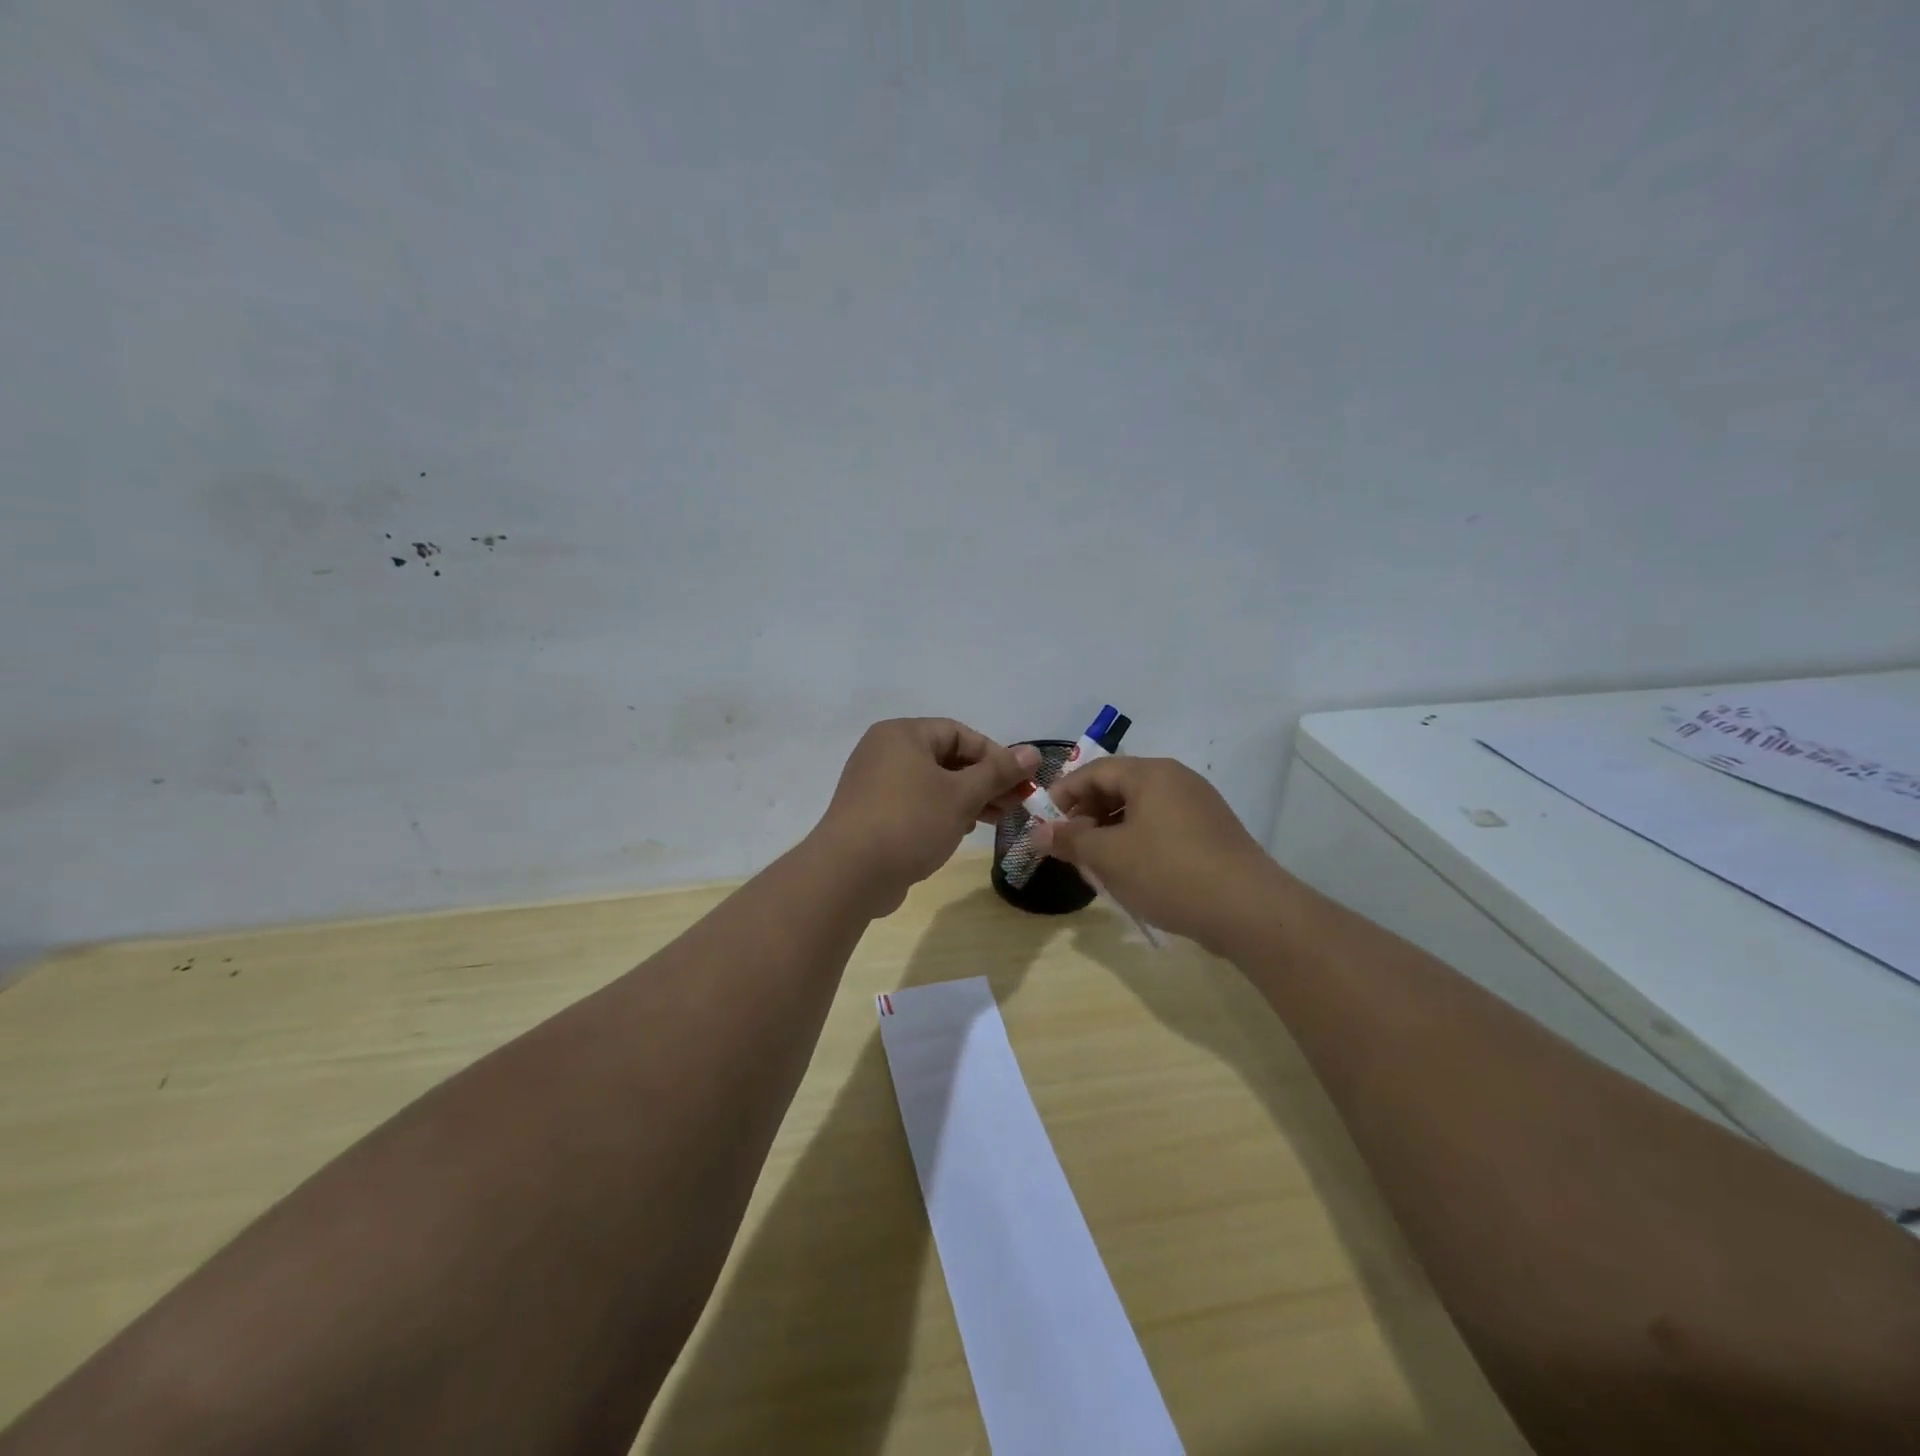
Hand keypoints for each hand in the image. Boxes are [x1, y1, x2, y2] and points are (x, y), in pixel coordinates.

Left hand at [813, 719, 1040, 916]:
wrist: (849, 874)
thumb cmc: (910, 822)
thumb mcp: (962, 795)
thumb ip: (998, 772)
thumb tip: (1033, 752)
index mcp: (903, 734)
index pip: (960, 733)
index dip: (995, 756)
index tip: (1020, 782)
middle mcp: (884, 751)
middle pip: (947, 758)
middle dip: (984, 781)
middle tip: (1015, 804)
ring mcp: (874, 784)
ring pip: (932, 783)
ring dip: (967, 799)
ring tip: (995, 820)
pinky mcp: (872, 814)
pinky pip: (915, 804)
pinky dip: (941, 813)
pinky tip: (961, 831)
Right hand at [1028, 756, 1279, 948]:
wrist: (1249, 910)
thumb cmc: (1168, 872)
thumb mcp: (1108, 857)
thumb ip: (1070, 840)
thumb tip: (1038, 833)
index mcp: (1151, 774)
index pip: (1094, 771)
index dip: (1063, 794)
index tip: (1043, 823)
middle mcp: (1177, 780)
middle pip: (1118, 788)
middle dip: (1087, 816)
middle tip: (1070, 848)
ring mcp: (1199, 807)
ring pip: (1140, 811)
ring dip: (1111, 833)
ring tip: (1097, 865)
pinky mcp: (1212, 834)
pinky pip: (1162, 828)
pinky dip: (1138, 843)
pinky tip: (1132, 875)